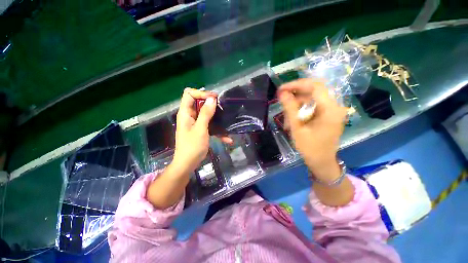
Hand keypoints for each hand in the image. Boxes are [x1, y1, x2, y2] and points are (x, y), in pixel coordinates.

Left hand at [173, 88, 231, 171]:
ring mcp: (195, 123)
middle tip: (222, 107)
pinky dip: (216, 129)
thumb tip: (212, 99)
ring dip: (216, 116)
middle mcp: (189, 116)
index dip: (201, 93)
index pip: (189, 94)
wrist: (188, 164)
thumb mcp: (200, 129)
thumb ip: (205, 113)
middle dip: (211, 103)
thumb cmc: (192, 147)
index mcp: (185, 113)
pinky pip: (209, 125)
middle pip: (198, 102)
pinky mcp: (200, 130)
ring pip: (205, 113)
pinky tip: (227, 138)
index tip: (214, 98)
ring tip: (226, 119)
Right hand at [278, 79, 347, 182]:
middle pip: (314, 91)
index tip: (281, 89)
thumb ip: (290, 109)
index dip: (296, 84)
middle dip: (296, 93)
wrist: (322, 162)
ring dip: (297, 104)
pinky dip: (302, 109)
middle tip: (281, 98)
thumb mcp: (297, 128)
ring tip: (286, 115)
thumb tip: (282, 93)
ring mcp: (332, 110)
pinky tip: (293, 118)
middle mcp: (334, 106)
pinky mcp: (328, 115)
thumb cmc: (310, 148)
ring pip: (312, 98)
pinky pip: (313, 106)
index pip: (315, 86)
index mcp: (330, 109)